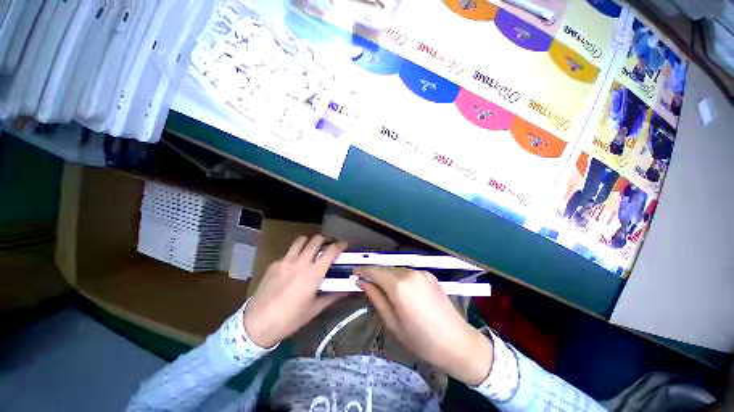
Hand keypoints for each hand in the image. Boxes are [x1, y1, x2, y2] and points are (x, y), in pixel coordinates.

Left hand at [243, 235, 346, 347]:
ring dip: (310, 241)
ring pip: (301, 240)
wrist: (257, 324)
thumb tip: (347, 290)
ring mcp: (286, 261)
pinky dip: (296, 253)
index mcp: (313, 273)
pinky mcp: (274, 264)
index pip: (331, 251)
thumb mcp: (314, 309)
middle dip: (326, 239)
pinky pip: (289, 252)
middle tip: (329, 245)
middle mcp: (301, 262)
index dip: (340, 245)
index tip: (344, 244)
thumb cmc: (290, 319)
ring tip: (312, 248)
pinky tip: (294, 265)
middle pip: (316, 240)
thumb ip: (332, 296)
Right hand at [356, 267, 493, 385]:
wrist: (457, 342)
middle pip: (386, 268)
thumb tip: (361, 282)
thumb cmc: (421, 340)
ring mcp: (422, 272)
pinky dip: (400, 277)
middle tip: (366, 283)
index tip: (354, 274)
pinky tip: (402, 290)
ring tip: (383, 288)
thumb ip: (376, 298)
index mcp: (399, 286)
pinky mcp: (430, 274)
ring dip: (387, 275)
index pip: (375, 271)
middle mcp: (410, 273)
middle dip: (374, 273)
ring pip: (397, 269)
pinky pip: (408, 272)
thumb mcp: (392, 323)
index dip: (363, 271)